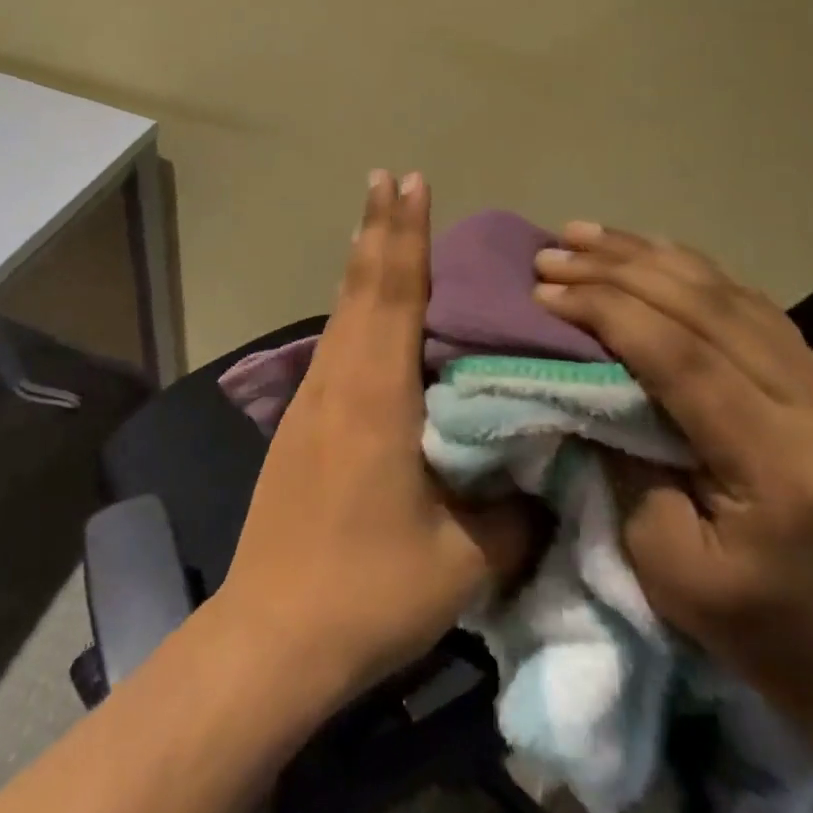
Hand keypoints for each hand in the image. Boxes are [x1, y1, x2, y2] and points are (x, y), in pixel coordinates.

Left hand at [215, 172, 536, 704]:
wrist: (271, 636)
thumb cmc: (368, 592)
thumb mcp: (463, 561)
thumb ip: (512, 511)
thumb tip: (542, 474)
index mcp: (376, 395)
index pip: (394, 293)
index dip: (404, 234)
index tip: (409, 181)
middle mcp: (338, 380)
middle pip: (361, 287)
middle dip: (378, 228)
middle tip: (389, 177)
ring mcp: (312, 400)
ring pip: (342, 311)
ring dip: (362, 262)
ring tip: (378, 225)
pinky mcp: (301, 424)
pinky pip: (335, 343)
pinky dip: (353, 306)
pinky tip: (364, 312)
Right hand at [532, 223, 812, 730]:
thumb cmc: (752, 622)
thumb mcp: (665, 564)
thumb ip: (623, 463)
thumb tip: (580, 382)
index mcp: (782, 465)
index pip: (684, 359)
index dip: (608, 313)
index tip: (545, 291)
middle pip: (705, 309)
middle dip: (616, 271)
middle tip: (550, 254)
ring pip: (726, 291)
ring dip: (645, 256)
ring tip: (581, 234)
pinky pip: (745, 300)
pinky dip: (686, 267)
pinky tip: (644, 249)